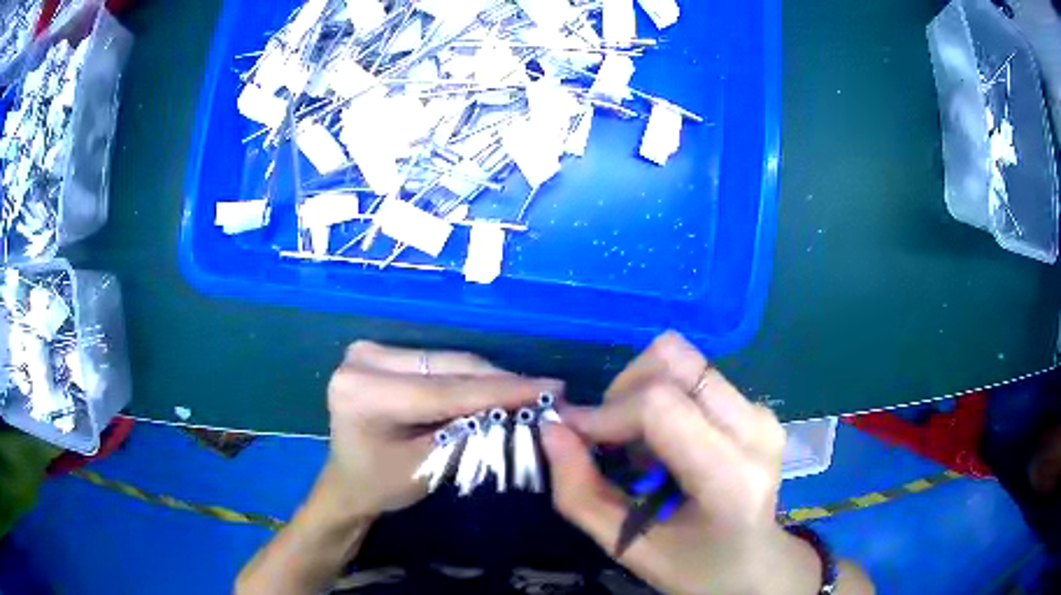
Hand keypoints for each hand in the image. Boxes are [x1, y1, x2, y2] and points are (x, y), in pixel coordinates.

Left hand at [325, 341, 561, 519]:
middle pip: (447, 368)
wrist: (348, 481)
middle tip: (546, 390)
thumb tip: (522, 409)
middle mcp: (362, 360)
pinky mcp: (381, 353)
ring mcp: (370, 351)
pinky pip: (436, 363)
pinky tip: (495, 386)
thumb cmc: (383, 484)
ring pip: (446, 361)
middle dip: (499, 382)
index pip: (444, 390)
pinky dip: (467, 377)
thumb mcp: (430, 465)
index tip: (551, 388)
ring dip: (487, 378)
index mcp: (363, 392)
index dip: (501, 391)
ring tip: (528, 390)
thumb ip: (472, 433)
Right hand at [541, 332, 869, 593]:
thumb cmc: (695, 568)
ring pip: (683, 359)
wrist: (756, 563)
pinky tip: (664, 444)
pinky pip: (694, 375)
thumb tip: (549, 429)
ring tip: (640, 447)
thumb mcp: (628, 547)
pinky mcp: (755, 406)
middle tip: (608, 440)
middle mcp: (754, 429)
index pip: (661, 407)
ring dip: (641, 392)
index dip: (605, 412)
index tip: (572, 434)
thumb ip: (580, 493)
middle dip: (623, 390)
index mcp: (731, 477)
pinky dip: (662, 398)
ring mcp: (760, 412)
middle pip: (674, 361)